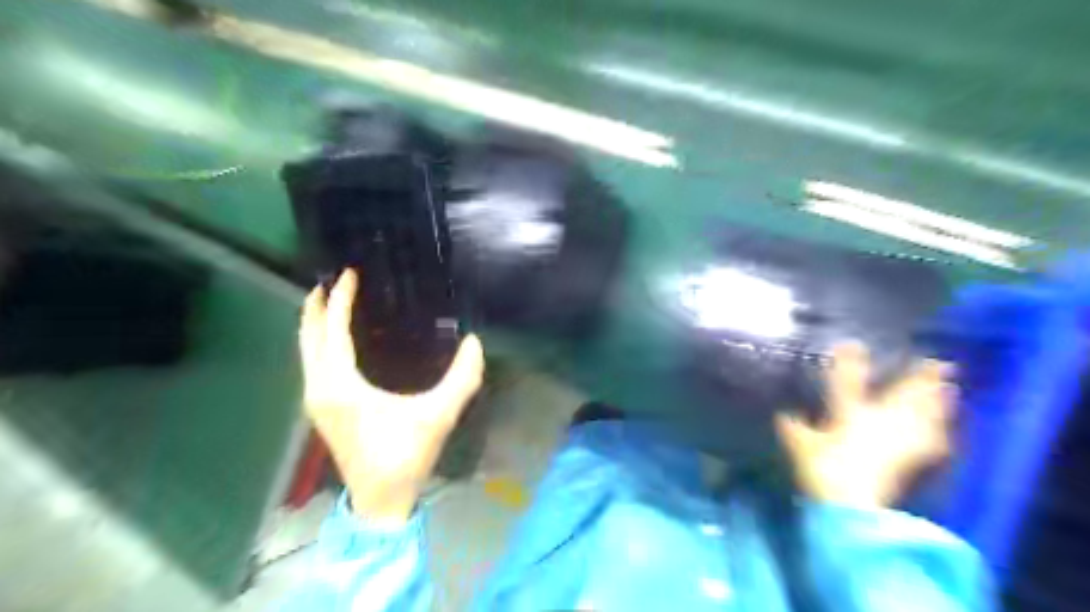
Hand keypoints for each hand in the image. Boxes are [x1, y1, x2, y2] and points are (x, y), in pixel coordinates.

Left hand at [299, 271, 481, 524]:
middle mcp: (320, 389)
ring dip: (315, 323)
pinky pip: (313, 363)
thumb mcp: (438, 415)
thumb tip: (475, 341)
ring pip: (306, 351)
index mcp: (341, 386)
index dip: (340, 300)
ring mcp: (316, 401)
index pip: (334, 332)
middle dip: (316, 305)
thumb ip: (462, 378)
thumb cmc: (406, 457)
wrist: (380, 502)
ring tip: (329, 300)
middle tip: (331, 279)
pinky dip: (318, 342)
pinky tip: (335, 337)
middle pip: (309, 337)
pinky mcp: (321, 409)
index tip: (349, 274)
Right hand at [775, 344, 956, 505]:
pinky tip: (946, 432)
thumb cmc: (822, 468)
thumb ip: (793, 430)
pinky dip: (938, 436)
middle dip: (919, 379)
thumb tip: (783, 415)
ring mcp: (898, 441)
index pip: (849, 382)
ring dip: (937, 402)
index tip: (853, 344)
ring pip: (922, 416)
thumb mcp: (799, 447)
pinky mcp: (910, 461)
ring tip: (950, 388)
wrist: (851, 502)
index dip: (850, 362)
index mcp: (849, 414)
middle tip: (940, 363)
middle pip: (903, 396)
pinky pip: (930, 445)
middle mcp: (879, 422)